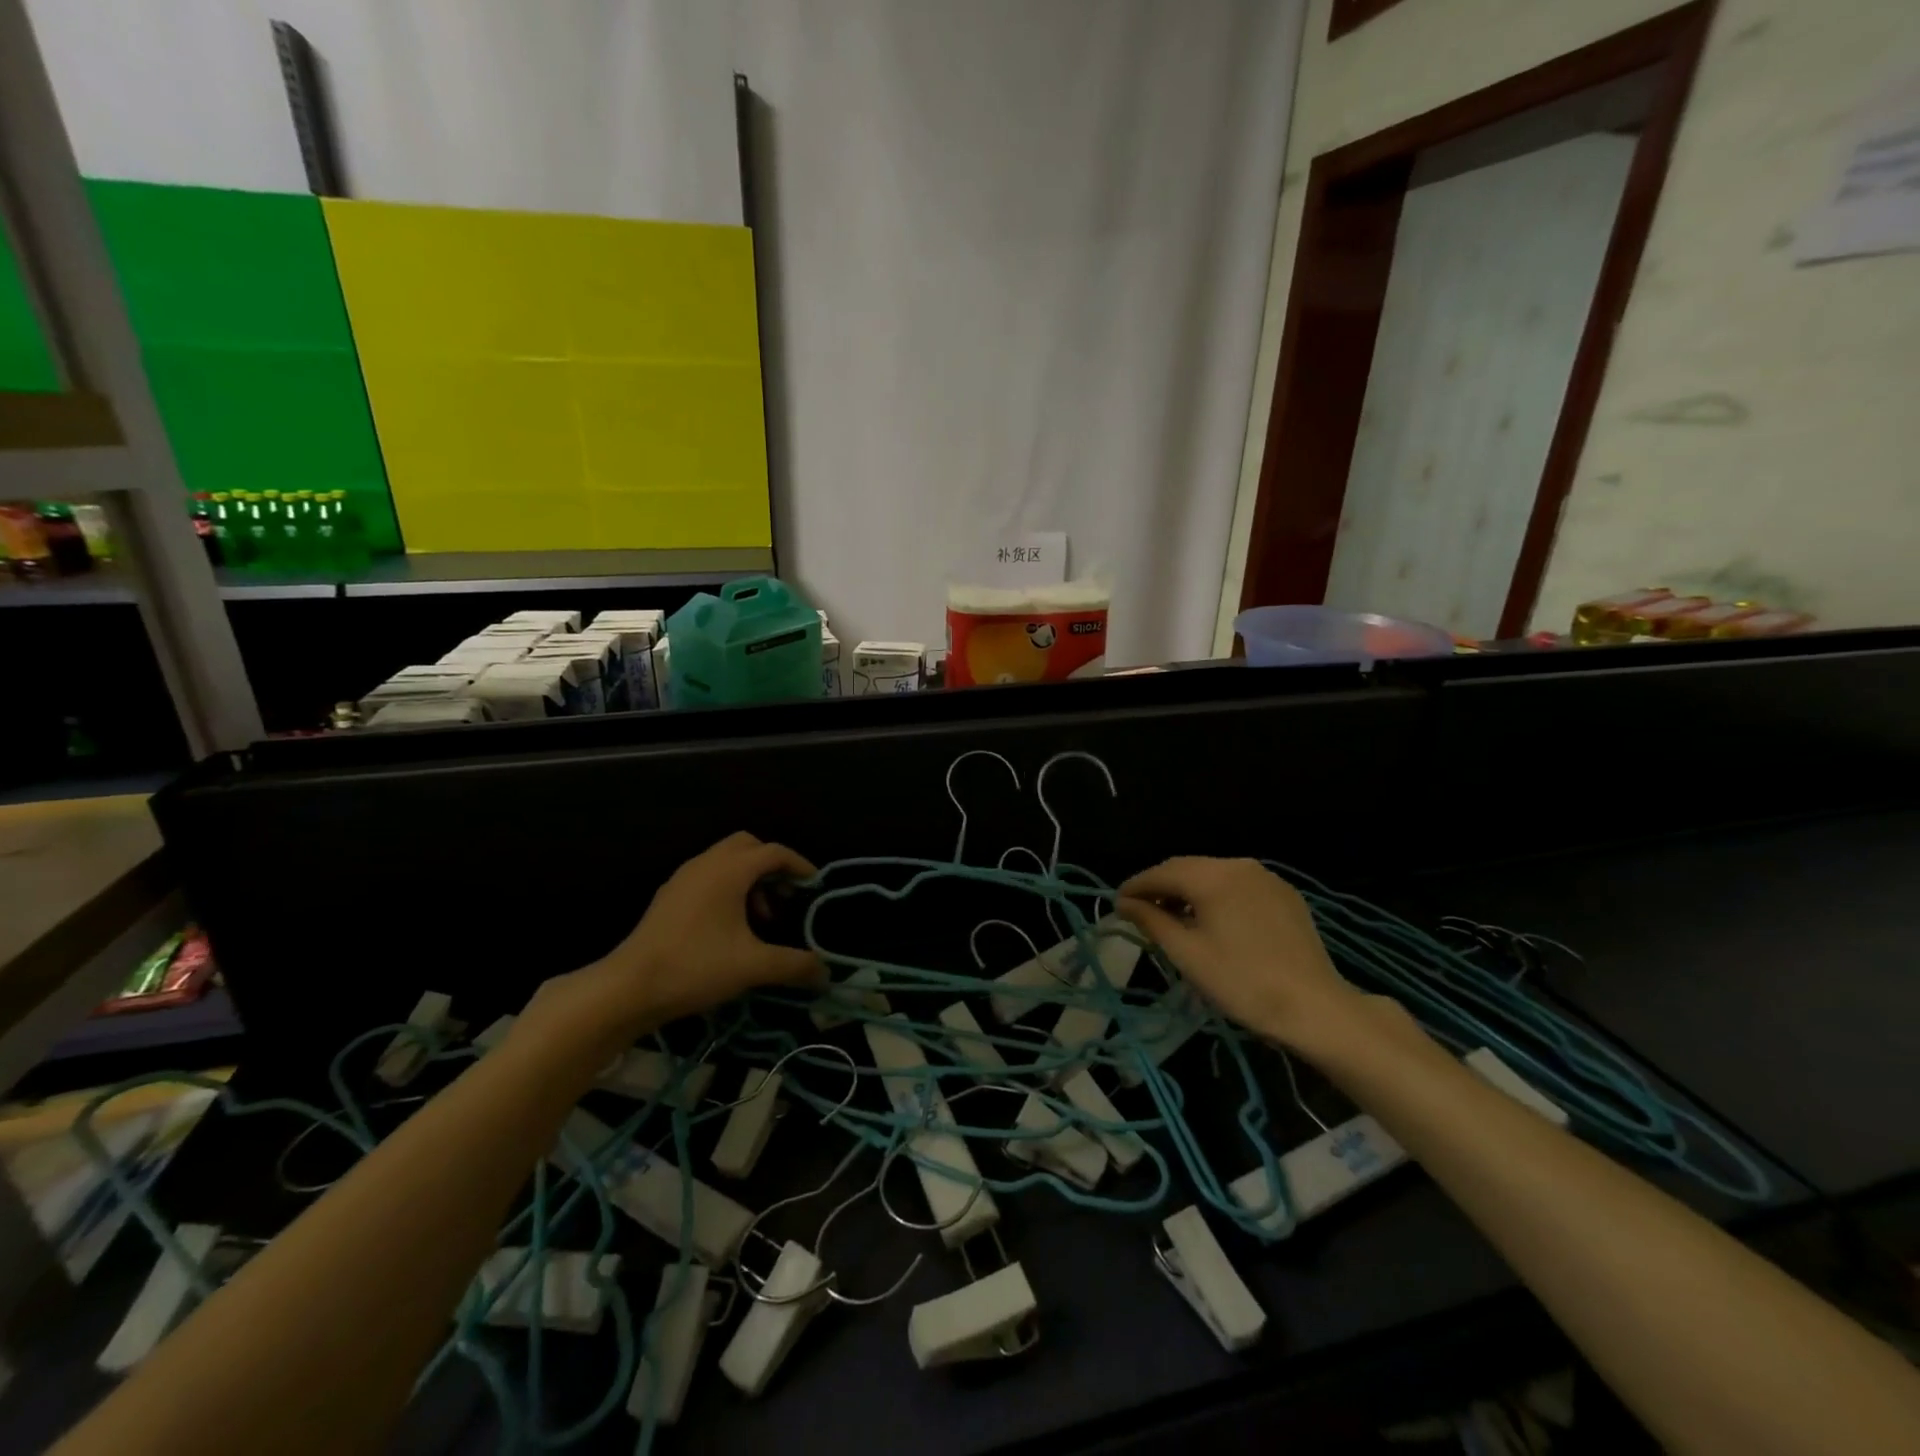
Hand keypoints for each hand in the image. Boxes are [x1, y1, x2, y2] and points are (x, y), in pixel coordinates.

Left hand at [570, 833, 824, 1034]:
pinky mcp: (669, 896)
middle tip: (786, 895)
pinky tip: (729, 927)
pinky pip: (708, 876)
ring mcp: (683, 878)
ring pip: (726, 861)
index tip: (814, 887)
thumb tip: (827, 974)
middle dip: (772, 865)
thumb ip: (794, 965)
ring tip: (760, 918)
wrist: (627, 988)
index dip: (799, 866)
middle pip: (748, 846)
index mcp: (729, 870)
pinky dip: (728, 888)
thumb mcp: (753, 967)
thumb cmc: (695, 967)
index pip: (774, 852)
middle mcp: (706, 864)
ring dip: (750, 879)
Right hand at [1116, 857, 1366, 1052]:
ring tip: (1172, 917)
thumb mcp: (1186, 953)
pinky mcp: (1284, 895)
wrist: (1314, 1007)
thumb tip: (1125, 903)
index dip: (1136, 886)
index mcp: (1212, 876)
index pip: (1161, 872)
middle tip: (1139, 910)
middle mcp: (1238, 865)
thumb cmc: (1241, 982)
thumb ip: (1151, 921)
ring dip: (1187, 891)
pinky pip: (1238, 885)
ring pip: (1213, 875)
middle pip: (1187, 868)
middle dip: (1160, 886)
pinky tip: (1211, 919)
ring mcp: (1265, 878)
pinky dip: (1215, 896)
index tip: (1117, 904)